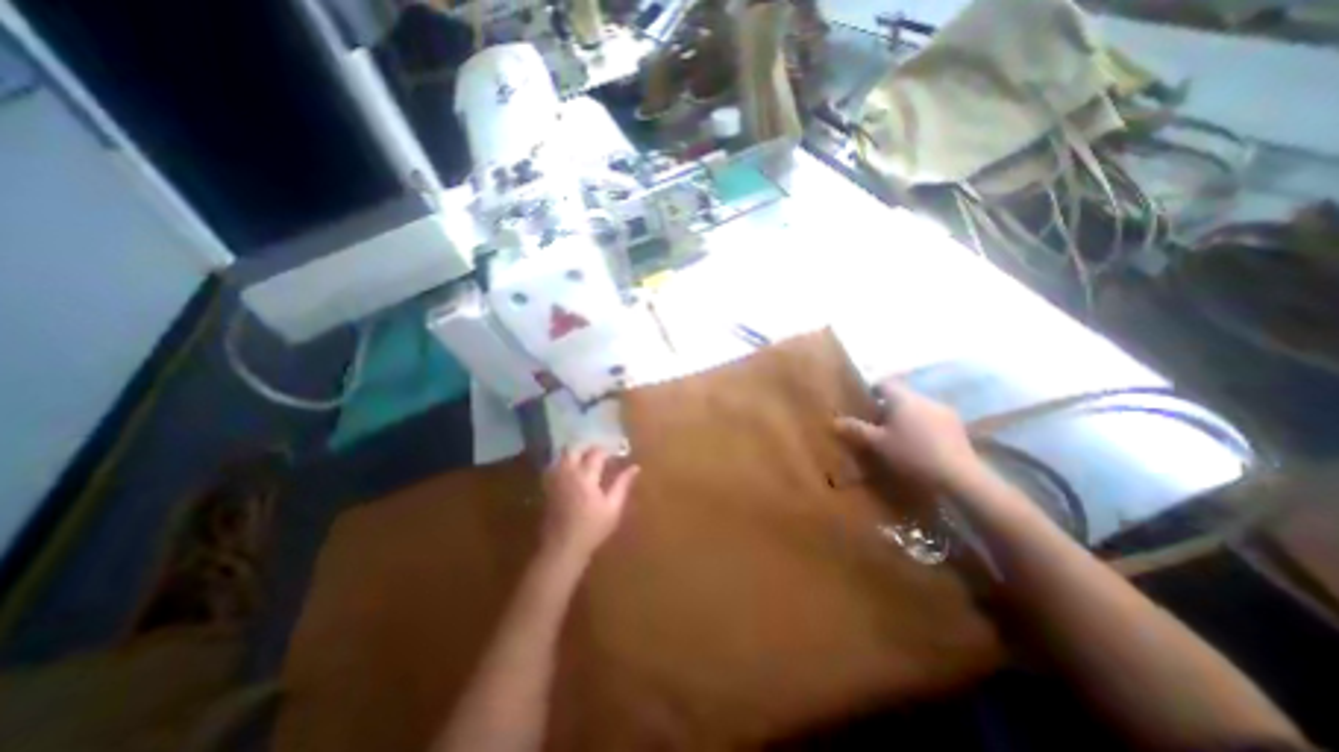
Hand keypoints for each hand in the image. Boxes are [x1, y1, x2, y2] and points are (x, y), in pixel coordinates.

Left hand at [540, 447, 638, 564]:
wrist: (562, 548)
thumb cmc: (592, 529)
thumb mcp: (613, 508)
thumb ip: (623, 485)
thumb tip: (635, 467)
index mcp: (586, 477)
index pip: (596, 453)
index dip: (606, 451)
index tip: (615, 454)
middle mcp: (568, 473)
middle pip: (573, 449)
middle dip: (586, 448)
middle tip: (598, 455)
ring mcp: (555, 480)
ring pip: (561, 457)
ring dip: (573, 455)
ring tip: (585, 461)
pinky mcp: (547, 488)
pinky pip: (554, 468)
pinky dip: (563, 464)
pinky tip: (571, 473)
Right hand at [835, 381, 979, 491]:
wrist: (958, 475)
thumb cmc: (911, 454)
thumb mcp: (877, 443)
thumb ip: (857, 429)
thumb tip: (835, 420)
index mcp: (902, 398)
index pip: (884, 383)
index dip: (873, 390)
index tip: (865, 403)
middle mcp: (923, 398)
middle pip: (901, 395)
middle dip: (889, 406)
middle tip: (878, 423)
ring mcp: (943, 410)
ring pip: (918, 406)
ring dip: (907, 415)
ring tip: (899, 435)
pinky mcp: (957, 425)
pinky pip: (932, 417)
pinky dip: (923, 425)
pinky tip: (921, 444)